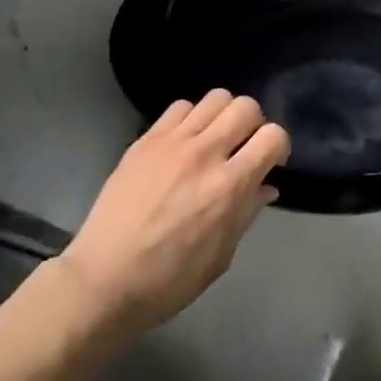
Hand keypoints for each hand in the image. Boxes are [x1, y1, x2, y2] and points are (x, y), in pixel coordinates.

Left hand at [52, 90, 290, 342]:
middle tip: (243, 147)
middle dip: (254, 124)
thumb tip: (267, 185)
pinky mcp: (146, 140)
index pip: (273, 136)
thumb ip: (246, 213)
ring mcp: (172, 142)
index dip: (279, 146)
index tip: (271, 162)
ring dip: (224, 116)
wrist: (102, 282)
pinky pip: (180, 107)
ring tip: (214, 139)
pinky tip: (184, 142)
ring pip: (215, 98)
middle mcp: (204, 154)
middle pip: (246, 107)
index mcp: (228, 187)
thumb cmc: (167, 282)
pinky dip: (191, 118)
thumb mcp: (220, 257)